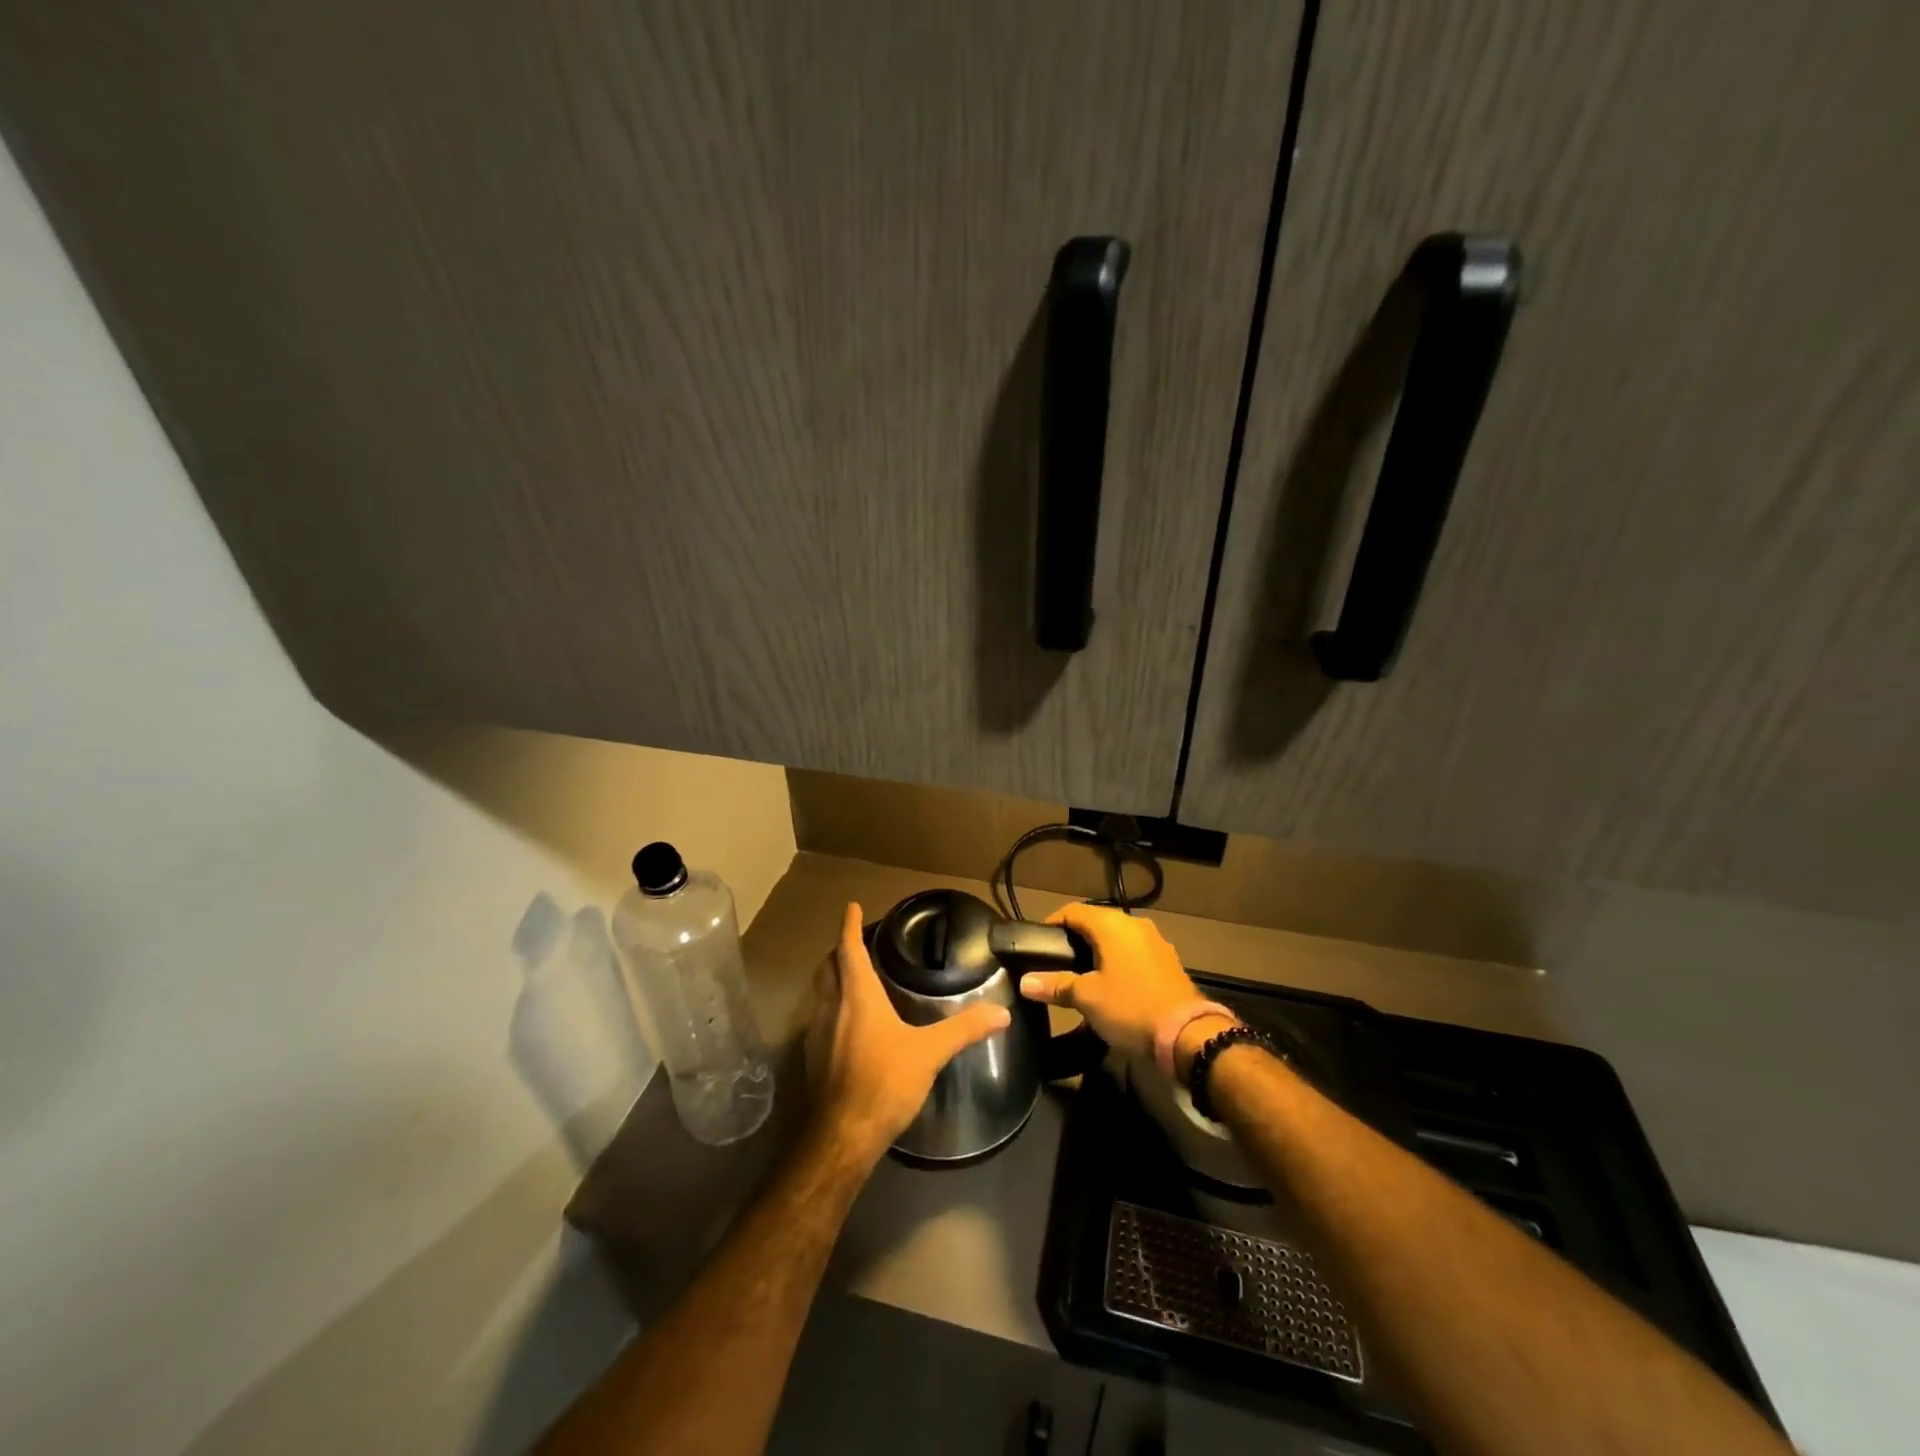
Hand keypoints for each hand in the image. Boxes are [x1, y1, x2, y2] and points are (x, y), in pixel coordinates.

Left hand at [806, 902, 1010, 1165]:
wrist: (841, 1137)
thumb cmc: (884, 1082)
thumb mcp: (929, 1053)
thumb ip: (964, 1029)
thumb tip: (1002, 1013)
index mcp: (857, 996)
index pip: (849, 949)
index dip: (850, 926)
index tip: (851, 907)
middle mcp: (831, 1007)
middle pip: (829, 967)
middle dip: (840, 950)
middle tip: (857, 942)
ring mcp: (816, 1033)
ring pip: (821, 993)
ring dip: (834, 979)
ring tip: (854, 978)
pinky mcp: (812, 1058)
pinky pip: (819, 1018)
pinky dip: (831, 1007)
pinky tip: (848, 1024)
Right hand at [1017, 903, 1201, 1060]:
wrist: (1188, 1035)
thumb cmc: (1130, 1008)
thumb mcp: (1087, 998)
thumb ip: (1055, 986)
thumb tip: (1024, 982)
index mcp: (1112, 925)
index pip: (1073, 911)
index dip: (1052, 922)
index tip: (1038, 942)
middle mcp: (1134, 924)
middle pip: (1096, 922)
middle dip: (1075, 939)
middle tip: (1056, 961)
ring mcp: (1155, 942)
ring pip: (1117, 938)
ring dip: (1099, 951)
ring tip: (1080, 974)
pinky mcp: (1168, 961)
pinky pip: (1134, 952)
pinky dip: (1118, 961)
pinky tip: (1111, 984)